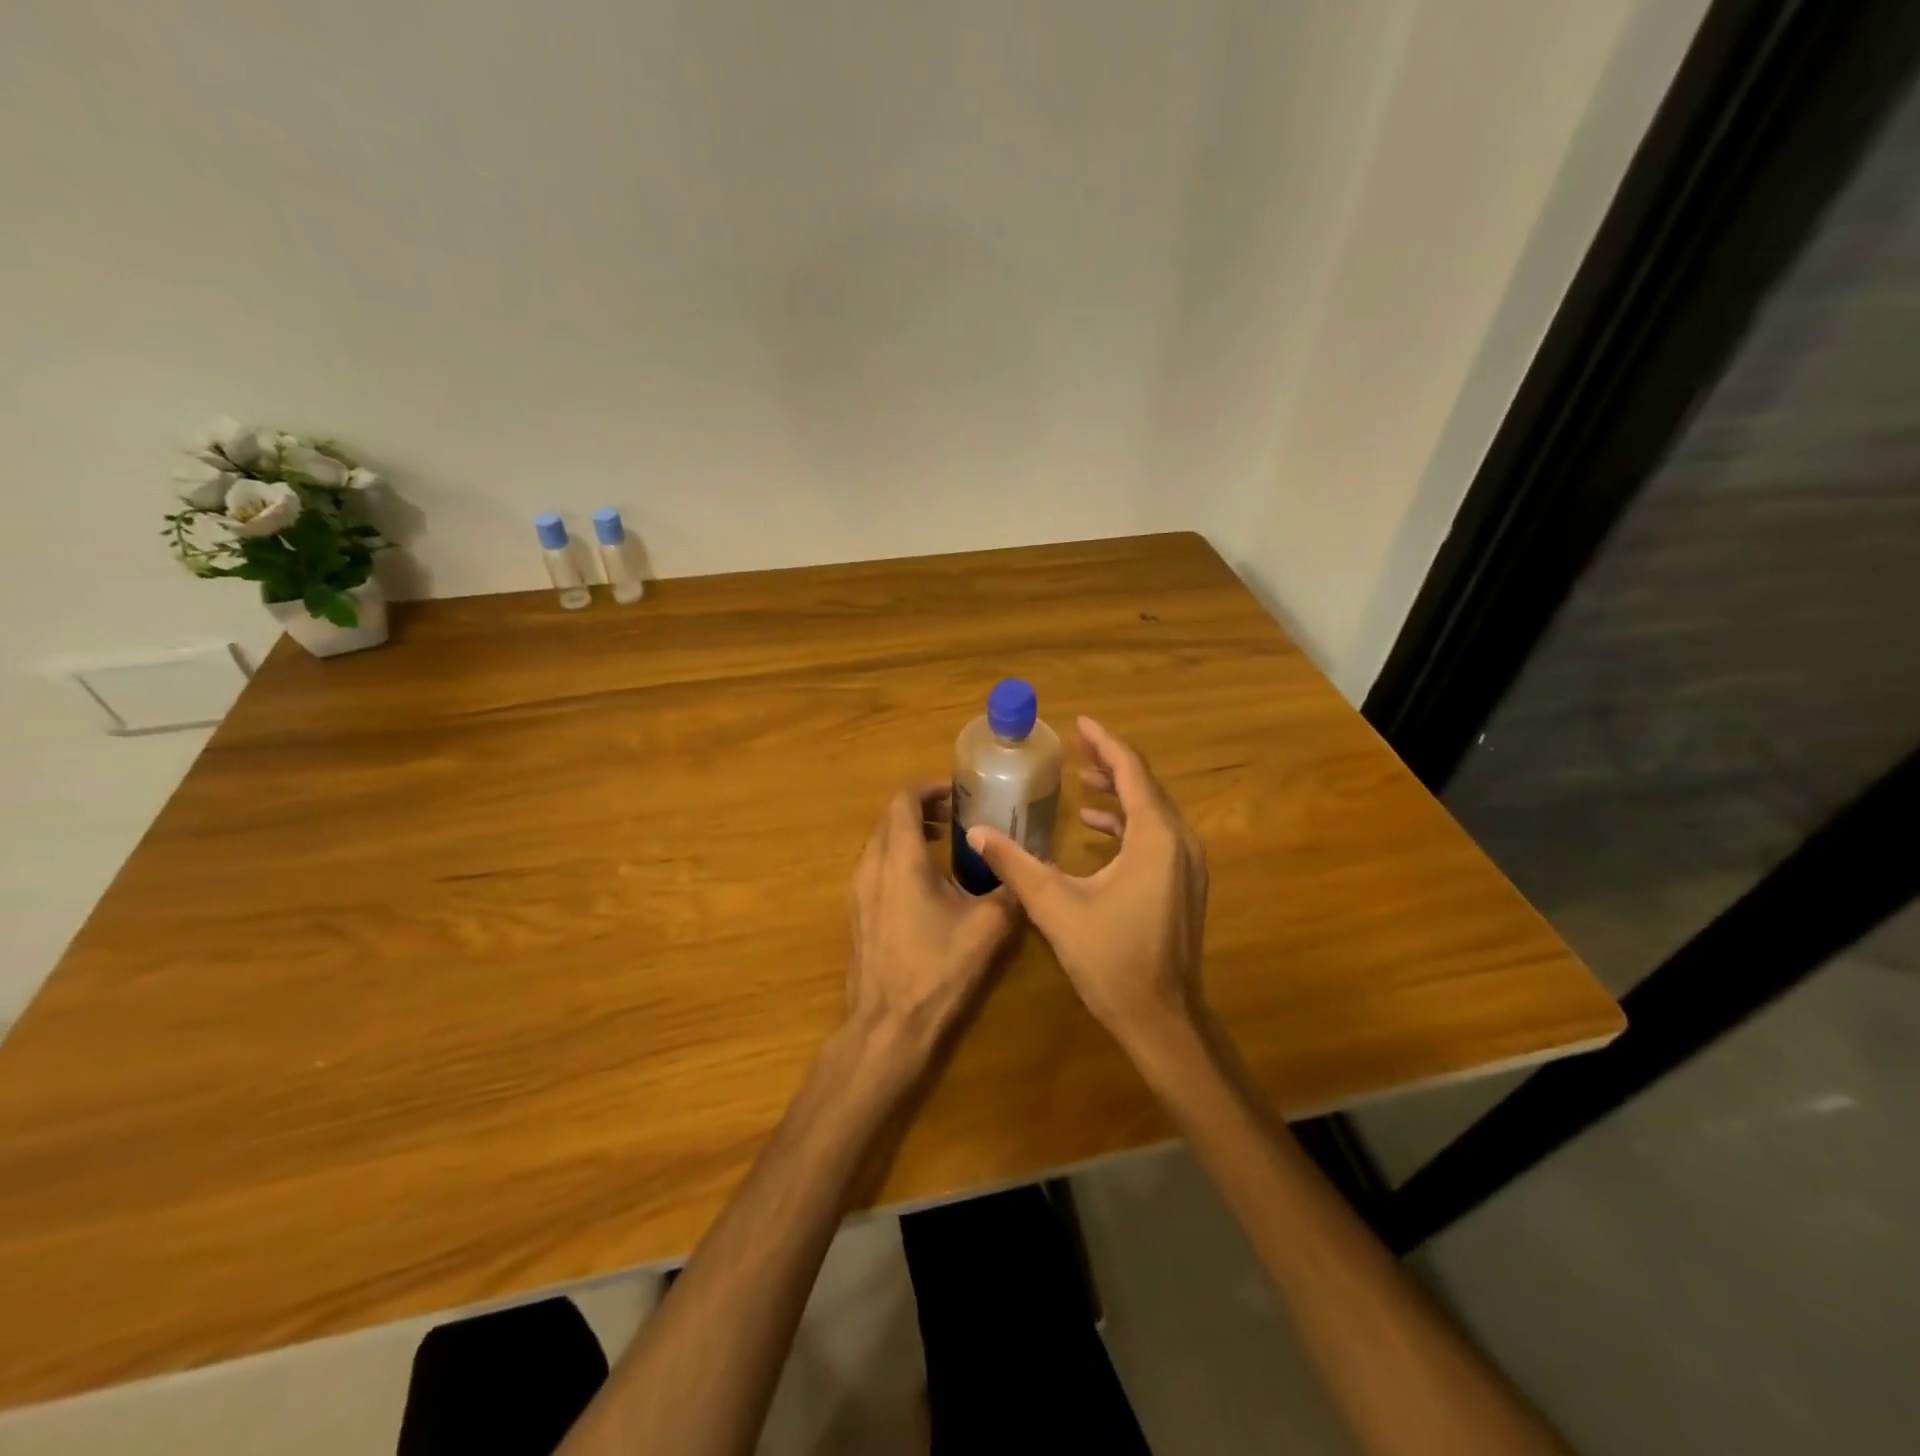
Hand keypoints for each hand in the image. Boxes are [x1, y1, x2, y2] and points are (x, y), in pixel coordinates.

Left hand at [846, 784, 1020, 1062]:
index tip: (958, 792)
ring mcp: (858, 891)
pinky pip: (875, 867)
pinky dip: (898, 857)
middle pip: (890, 819)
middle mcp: (872, 867)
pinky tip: (926, 882)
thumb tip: (1027, 870)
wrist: (887, 1025)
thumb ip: (1009, 891)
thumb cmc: (937, 970)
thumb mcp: (987, 928)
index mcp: (901, 860)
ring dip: (909, 833)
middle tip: (957, 815)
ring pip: (880, 843)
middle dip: (922, 809)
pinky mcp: (857, 913)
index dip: (930, 789)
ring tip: (944, 842)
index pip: (904, 801)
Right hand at [965, 718, 1207, 1052]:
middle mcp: (1179, 842)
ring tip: (1082, 779)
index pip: (1131, 771)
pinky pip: (1156, 836)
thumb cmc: (1111, 959)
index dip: (1104, 742)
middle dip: (1110, 762)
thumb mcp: (1056, 907)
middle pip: (1145, 785)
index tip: (1079, 723)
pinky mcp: (1183, 885)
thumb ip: (1016, 864)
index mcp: (1155, 837)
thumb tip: (977, 834)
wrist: (1162, 1019)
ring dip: (1118, 792)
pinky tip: (1097, 828)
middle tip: (1076, 745)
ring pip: (1152, 811)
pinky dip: (1127, 822)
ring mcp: (1186, 865)